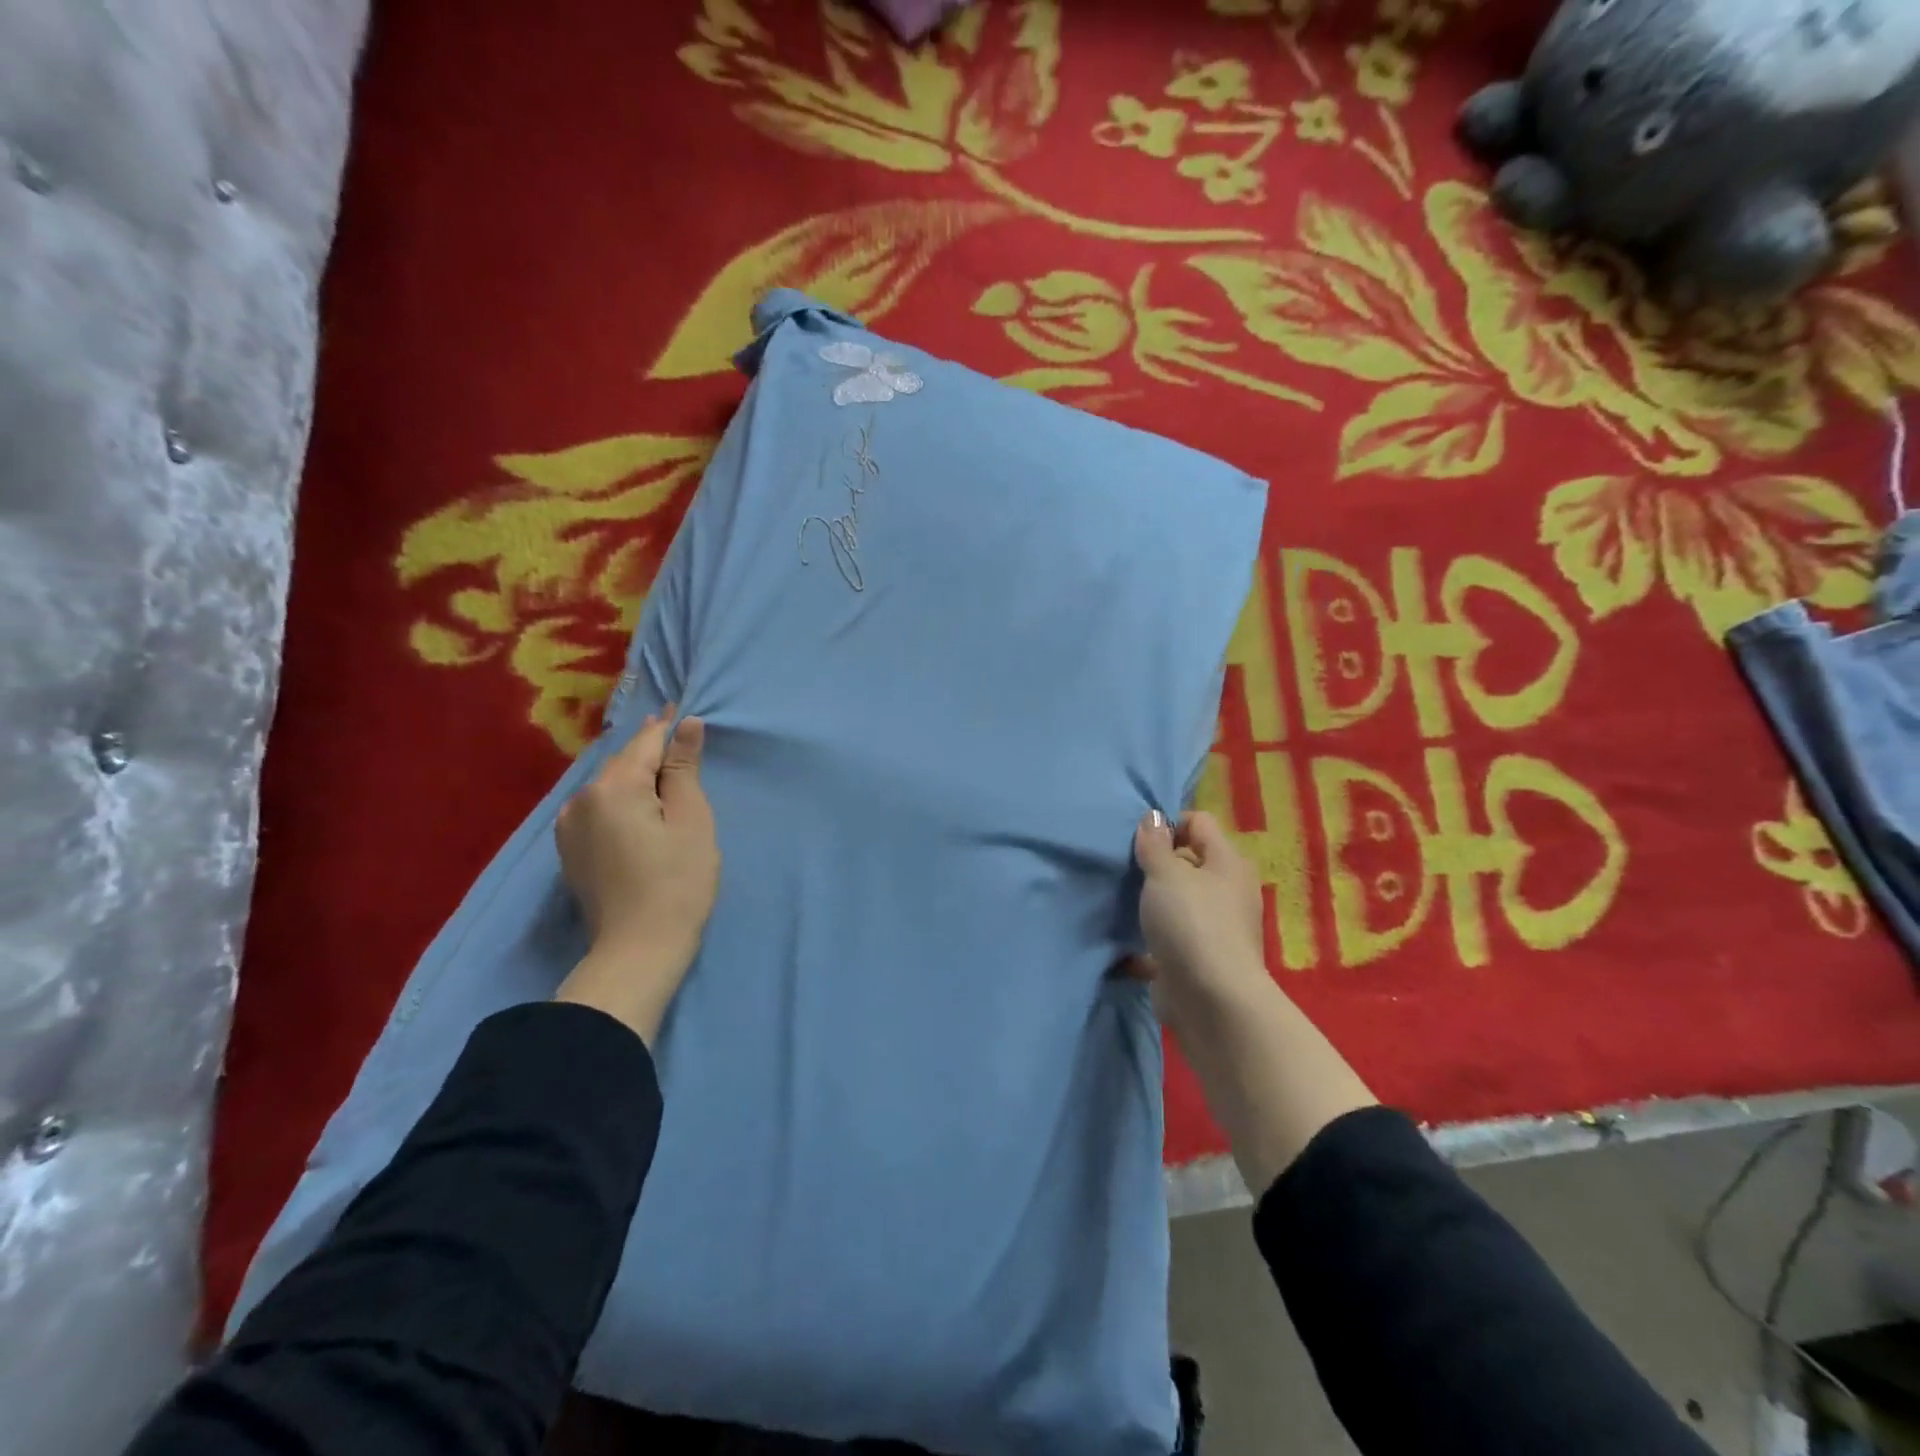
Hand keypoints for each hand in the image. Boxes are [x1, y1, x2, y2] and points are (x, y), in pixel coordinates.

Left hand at [554, 708, 718, 1043]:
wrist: (638, 950)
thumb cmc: (678, 882)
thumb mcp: (691, 819)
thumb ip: (683, 769)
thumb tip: (685, 725)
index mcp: (613, 787)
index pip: (644, 742)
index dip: (666, 726)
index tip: (681, 708)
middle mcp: (580, 799)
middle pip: (622, 763)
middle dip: (650, 751)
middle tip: (677, 737)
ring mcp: (568, 826)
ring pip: (608, 786)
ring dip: (634, 777)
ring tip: (662, 773)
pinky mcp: (569, 850)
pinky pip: (597, 808)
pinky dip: (620, 800)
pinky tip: (639, 808)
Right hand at [1131, 810, 1267, 1022]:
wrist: (1211, 1001)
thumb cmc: (1191, 923)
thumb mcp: (1166, 873)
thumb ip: (1155, 844)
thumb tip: (1153, 817)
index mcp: (1228, 863)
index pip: (1199, 823)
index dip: (1168, 824)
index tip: (1138, 840)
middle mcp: (1227, 892)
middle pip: (1188, 863)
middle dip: (1156, 864)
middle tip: (1125, 870)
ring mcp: (1215, 928)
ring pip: (1177, 903)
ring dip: (1151, 903)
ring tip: (1120, 902)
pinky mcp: (1198, 960)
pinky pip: (1169, 939)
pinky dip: (1149, 941)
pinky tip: (1124, 943)